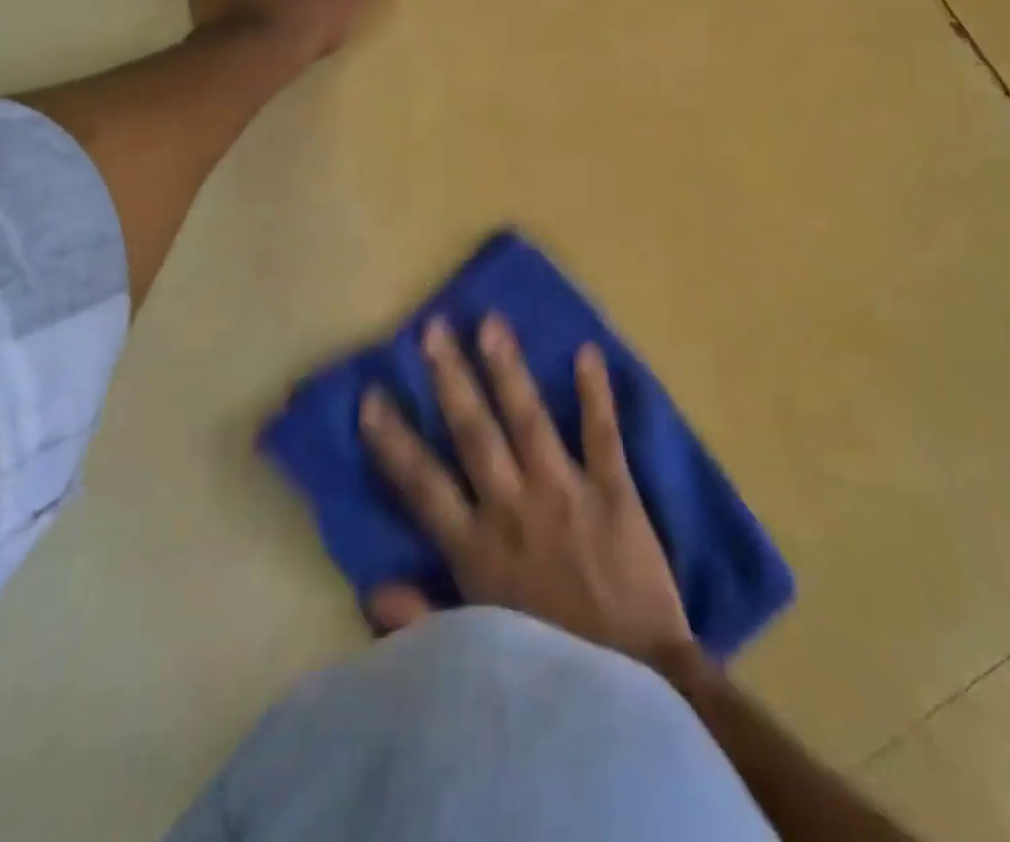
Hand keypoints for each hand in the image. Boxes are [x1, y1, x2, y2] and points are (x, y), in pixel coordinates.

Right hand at [359, 314, 694, 663]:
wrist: (637, 687)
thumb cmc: (553, 665)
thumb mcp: (479, 653)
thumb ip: (423, 618)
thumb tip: (372, 587)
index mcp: (476, 549)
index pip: (422, 484)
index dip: (393, 440)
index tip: (372, 396)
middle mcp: (513, 509)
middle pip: (473, 433)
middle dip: (450, 379)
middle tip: (433, 329)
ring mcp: (565, 493)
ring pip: (529, 420)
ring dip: (507, 370)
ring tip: (490, 323)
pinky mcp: (615, 492)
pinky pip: (602, 435)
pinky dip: (596, 394)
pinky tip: (587, 352)